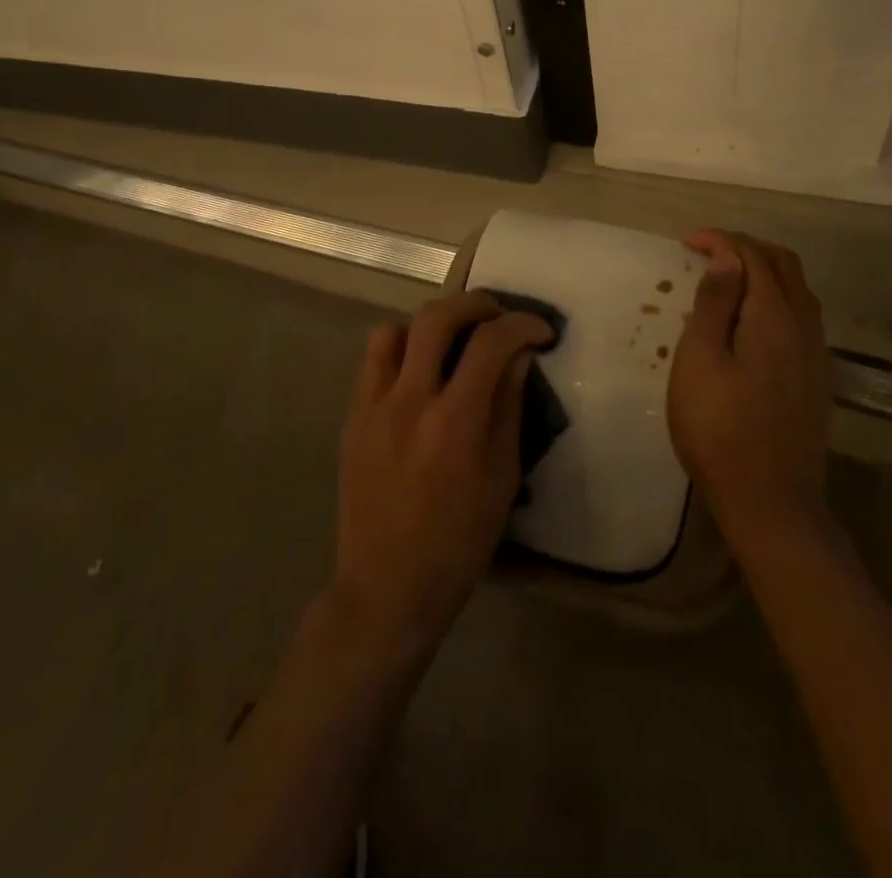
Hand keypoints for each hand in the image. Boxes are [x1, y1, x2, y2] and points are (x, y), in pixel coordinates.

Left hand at [331, 292, 552, 653]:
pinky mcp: (351, 419)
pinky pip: (372, 364)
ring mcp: (372, 407)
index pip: (490, 344)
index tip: (540, 331)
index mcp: (454, 422)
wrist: (386, 587)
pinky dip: (400, 351)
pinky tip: (417, 373)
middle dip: (474, 303)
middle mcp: (408, 402)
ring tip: (450, 340)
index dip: (521, 325)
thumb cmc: (458, 543)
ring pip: (392, 331)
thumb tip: (518, 358)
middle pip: (436, 318)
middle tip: (497, 314)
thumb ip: (507, 409)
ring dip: (427, 324)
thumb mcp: (501, 479)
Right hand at [668, 229, 834, 553]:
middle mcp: (805, 327)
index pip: (752, 257)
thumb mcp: (700, 361)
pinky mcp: (816, 378)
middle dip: (744, 248)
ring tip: (724, 279)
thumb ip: (714, 305)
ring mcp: (816, 354)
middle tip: (705, 252)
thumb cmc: (720, 429)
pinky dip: (773, 298)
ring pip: (796, 290)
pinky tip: (748, 319)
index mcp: (774, 318)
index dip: (720, 240)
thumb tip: (725, 260)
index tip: (686, 241)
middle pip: (783, 265)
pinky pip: (800, 316)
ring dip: (762, 271)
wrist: (771, 502)